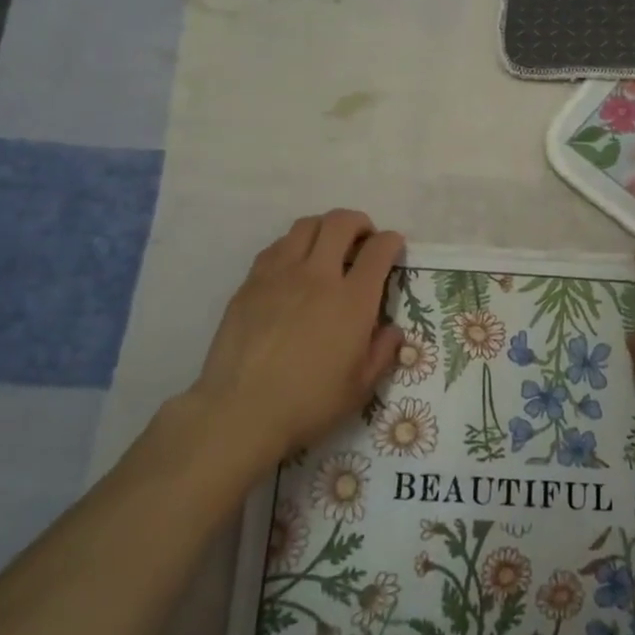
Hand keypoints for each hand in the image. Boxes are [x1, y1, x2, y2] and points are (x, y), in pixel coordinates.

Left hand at [166, 210, 403, 475]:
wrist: (241, 411)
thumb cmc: (309, 404)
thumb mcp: (360, 387)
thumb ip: (382, 352)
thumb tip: (392, 330)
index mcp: (352, 301)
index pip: (378, 250)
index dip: (391, 241)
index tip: (393, 247)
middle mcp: (318, 276)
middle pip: (340, 222)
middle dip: (359, 223)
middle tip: (363, 240)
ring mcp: (280, 275)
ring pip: (305, 226)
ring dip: (324, 228)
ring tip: (328, 248)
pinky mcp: (250, 284)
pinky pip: (276, 247)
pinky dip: (293, 246)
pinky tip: (293, 268)